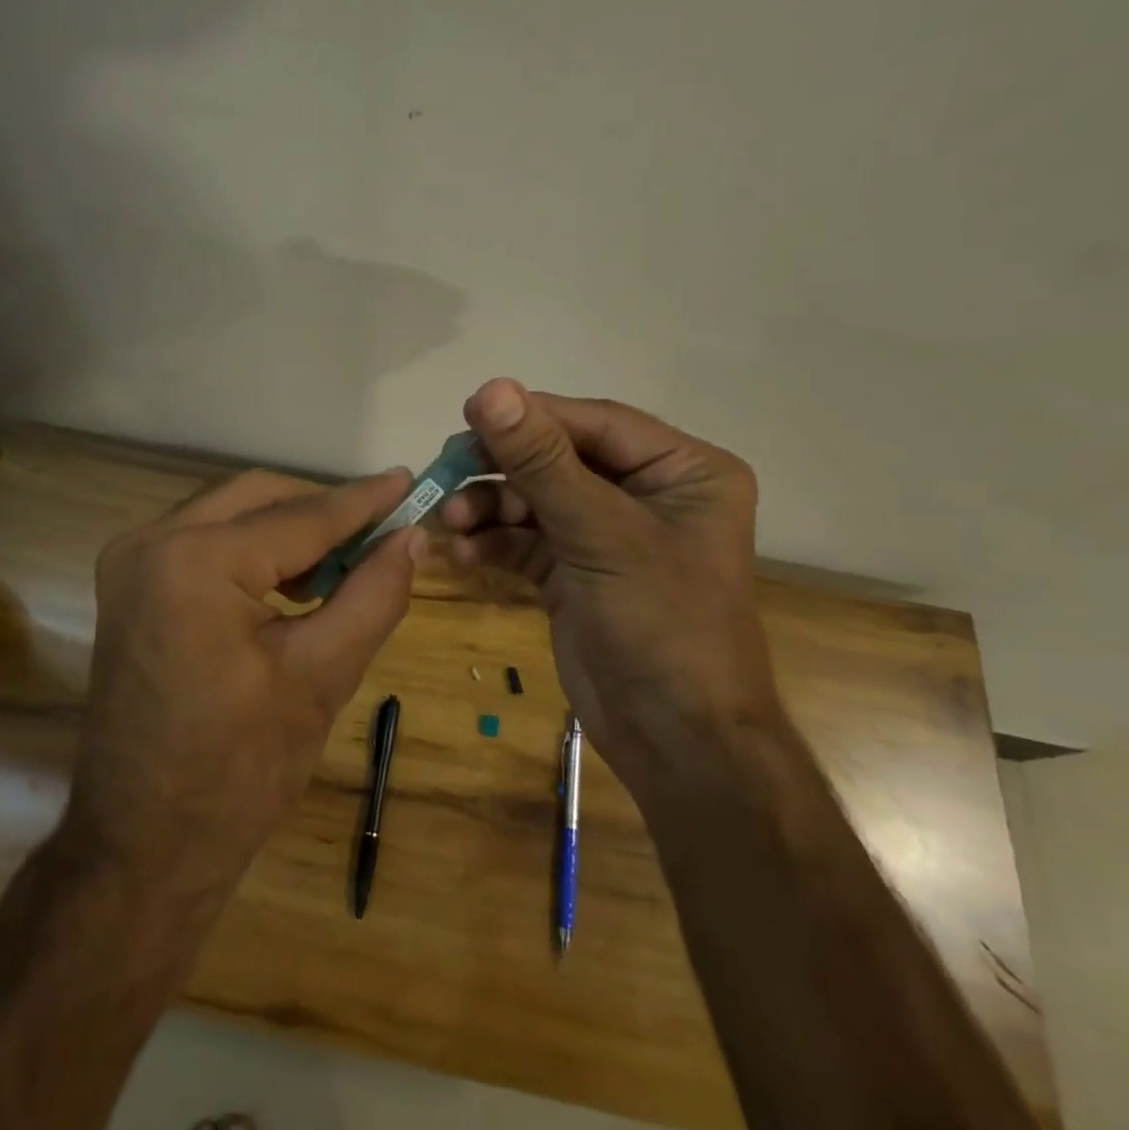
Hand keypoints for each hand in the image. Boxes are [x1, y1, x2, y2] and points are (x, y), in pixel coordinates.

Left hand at [66, 468, 423, 895]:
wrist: (142, 848)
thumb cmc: (238, 773)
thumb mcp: (321, 677)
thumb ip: (373, 595)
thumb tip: (412, 537)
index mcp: (195, 561)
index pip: (300, 516)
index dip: (363, 500)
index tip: (410, 480)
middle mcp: (151, 542)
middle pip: (259, 498)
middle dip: (323, 510)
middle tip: (381, 531)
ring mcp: (130, 562)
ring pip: (231, 513)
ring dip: (289, 528)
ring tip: (345, 563)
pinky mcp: (129, 586)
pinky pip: (205, 541)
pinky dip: (253, 549)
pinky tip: (294, 582)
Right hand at [441, 379, 781, 785]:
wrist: (676, 741)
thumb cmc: (661, 623)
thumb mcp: (600, 533)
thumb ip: (541, 461)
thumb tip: (491, 388)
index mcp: (682, 470)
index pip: (594, 424)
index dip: (531, 417)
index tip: (468, 413)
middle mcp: (648, 493)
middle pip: (559, 460)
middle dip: (502, 469)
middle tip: (447, 469)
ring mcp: (608, 534)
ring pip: (535, 500)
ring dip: (489, 508)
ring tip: (449, 522)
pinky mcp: (576, 571)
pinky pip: (527, 540)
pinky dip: (493, 543)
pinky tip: (461, 554)